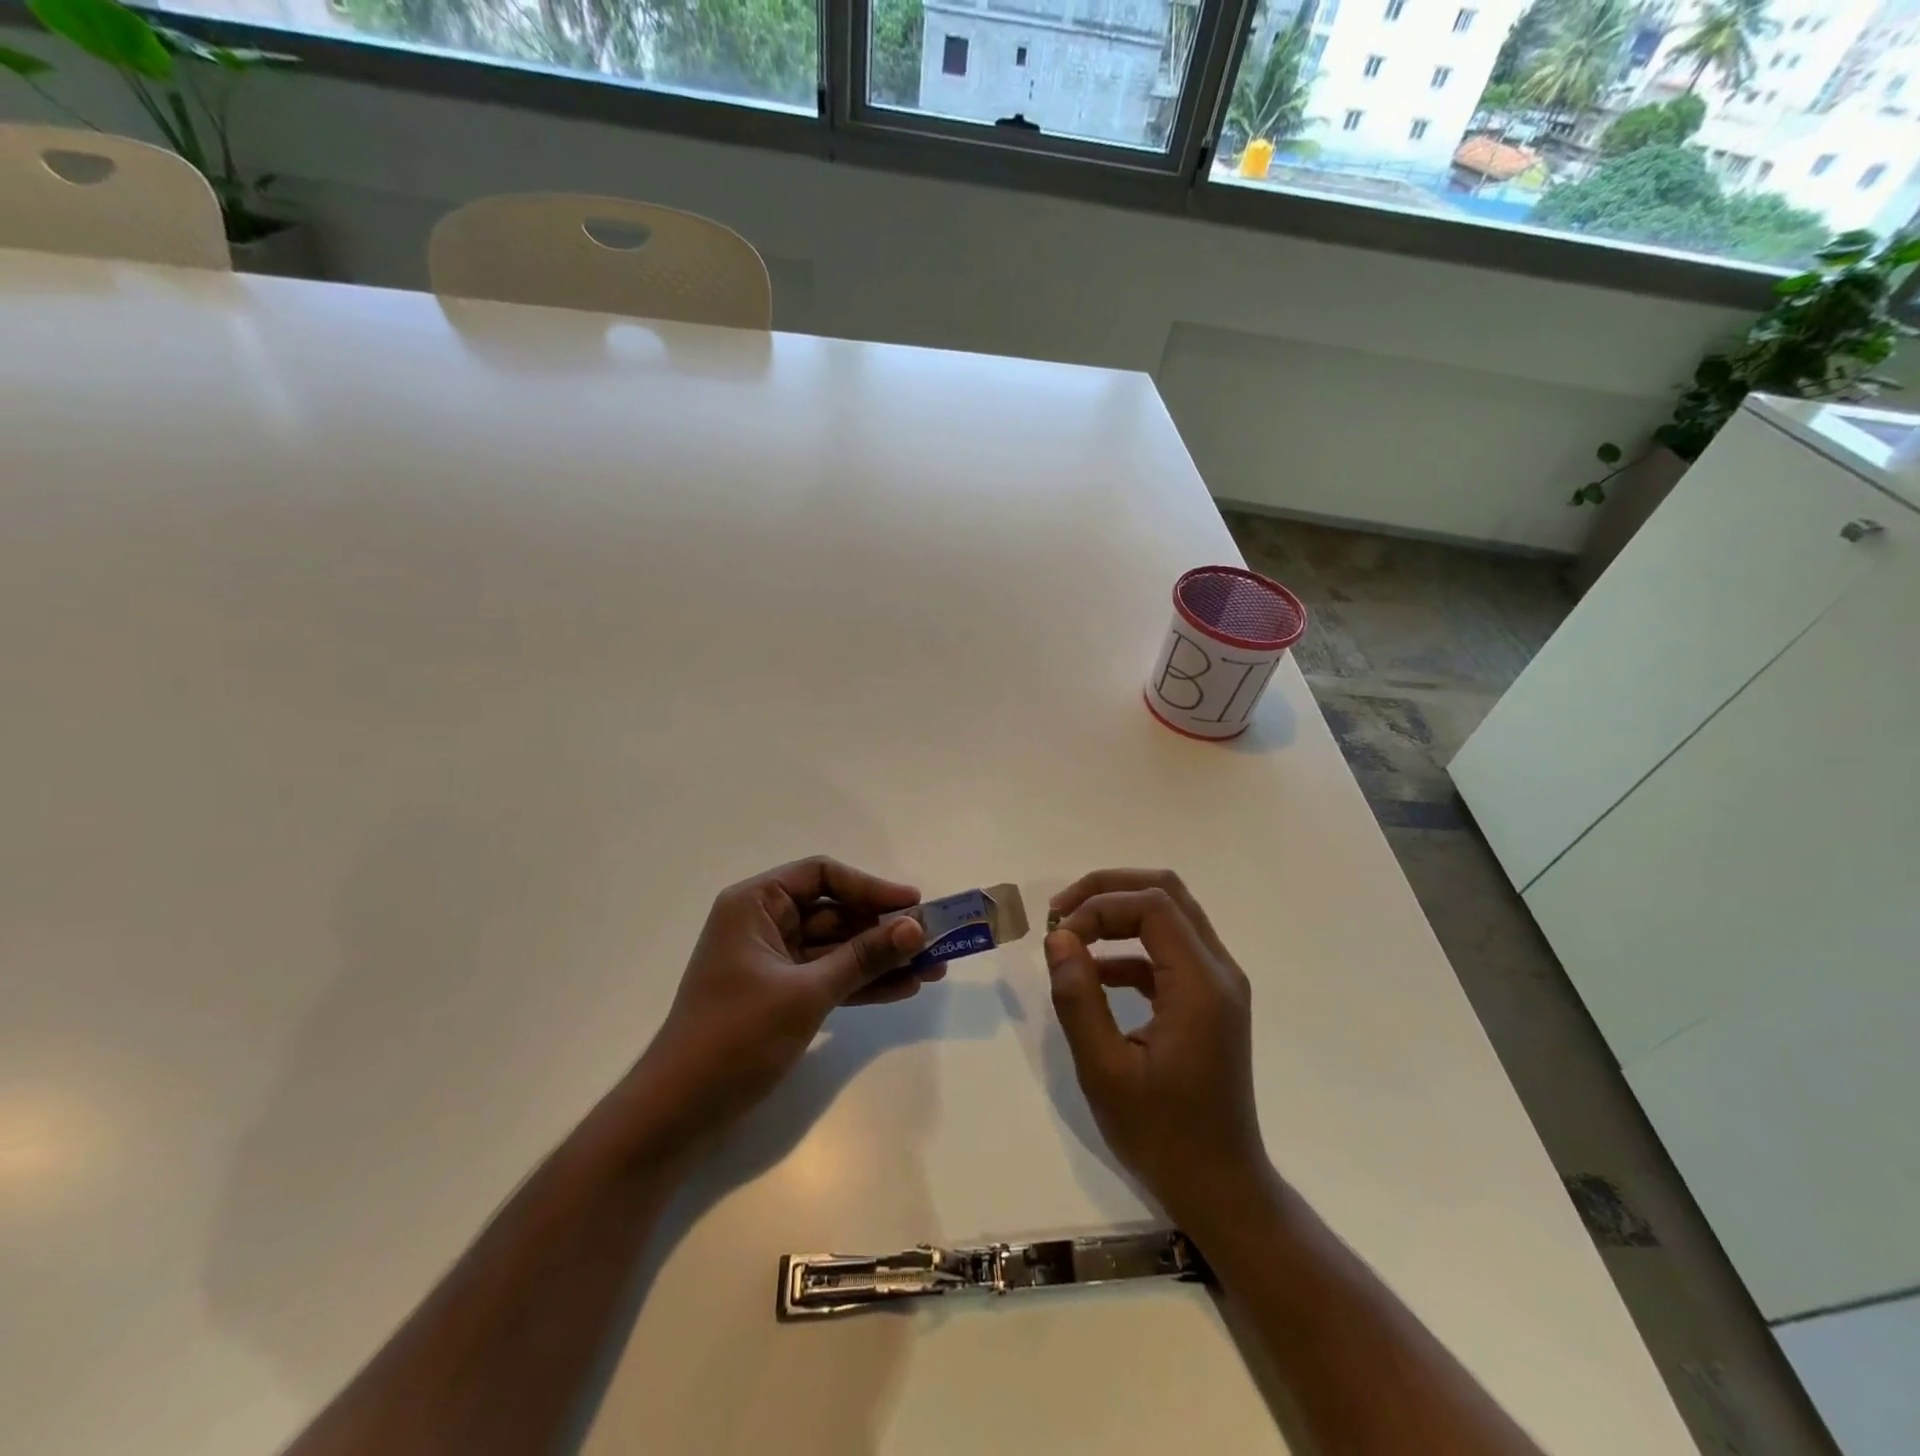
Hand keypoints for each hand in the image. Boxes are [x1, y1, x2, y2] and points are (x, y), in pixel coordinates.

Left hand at [624, 857, 930, 1155]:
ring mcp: (773, 962)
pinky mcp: (780, 996)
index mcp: (756, 904)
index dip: (870, 886)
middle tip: (933, 941)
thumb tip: (915, 928)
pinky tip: (904, 989)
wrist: (678, 1112)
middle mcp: (764, 924)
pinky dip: (862, 983)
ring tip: (933, 969)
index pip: (821, 875)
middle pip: (834, 912)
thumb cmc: (735, 1036)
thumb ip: (863, 957)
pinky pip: (830, 978)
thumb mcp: (807, 993)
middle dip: (883, 928)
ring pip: (837, 948)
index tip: (913, 905)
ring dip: (880, 958)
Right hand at [1045, 870, 1270, 1229]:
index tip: (1059, 937)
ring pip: (1170, 915)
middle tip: (1062, 911)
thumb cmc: (1162, 1135)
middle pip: (1167, 893)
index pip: (1152, 905)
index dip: (1099, 906)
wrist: (1220, 1188)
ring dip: (1119, 913)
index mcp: (1201, 984)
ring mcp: (1219, 985)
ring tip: (1071, 934)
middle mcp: (1219, 971)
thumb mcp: (1105, 1071)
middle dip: (1109, 890)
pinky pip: (1169, 950)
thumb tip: (1058, 938)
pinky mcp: (1209, 1001)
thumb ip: (1079, 998)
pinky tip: (1095, 973)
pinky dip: (1130, 946)